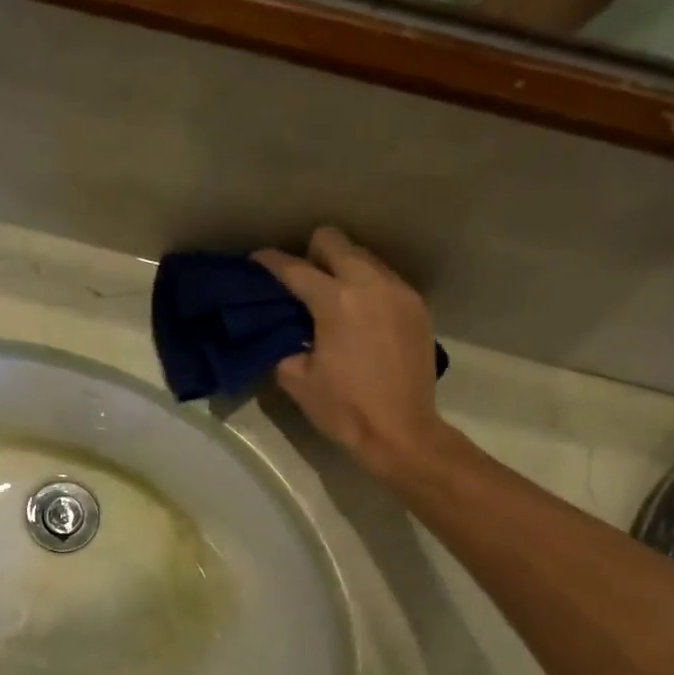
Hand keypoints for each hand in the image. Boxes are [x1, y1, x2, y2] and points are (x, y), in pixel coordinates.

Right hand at [254, 228, 448, 482]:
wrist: (401, 432)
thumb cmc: (344, 409)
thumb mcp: (296, 379)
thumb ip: (284, 344)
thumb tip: (285, 332)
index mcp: (335, 301)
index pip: (295, 268)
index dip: (270, 262)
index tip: (256, 261)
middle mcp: (370, 284)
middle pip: (334, 242)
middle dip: (310, 253)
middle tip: (299, 281)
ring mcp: (399, 292)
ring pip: (363, 257)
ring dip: (341, 268)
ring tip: (330, 297)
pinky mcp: (417, 307)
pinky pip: (384, 279)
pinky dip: (365, 287)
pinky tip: (358, 315)